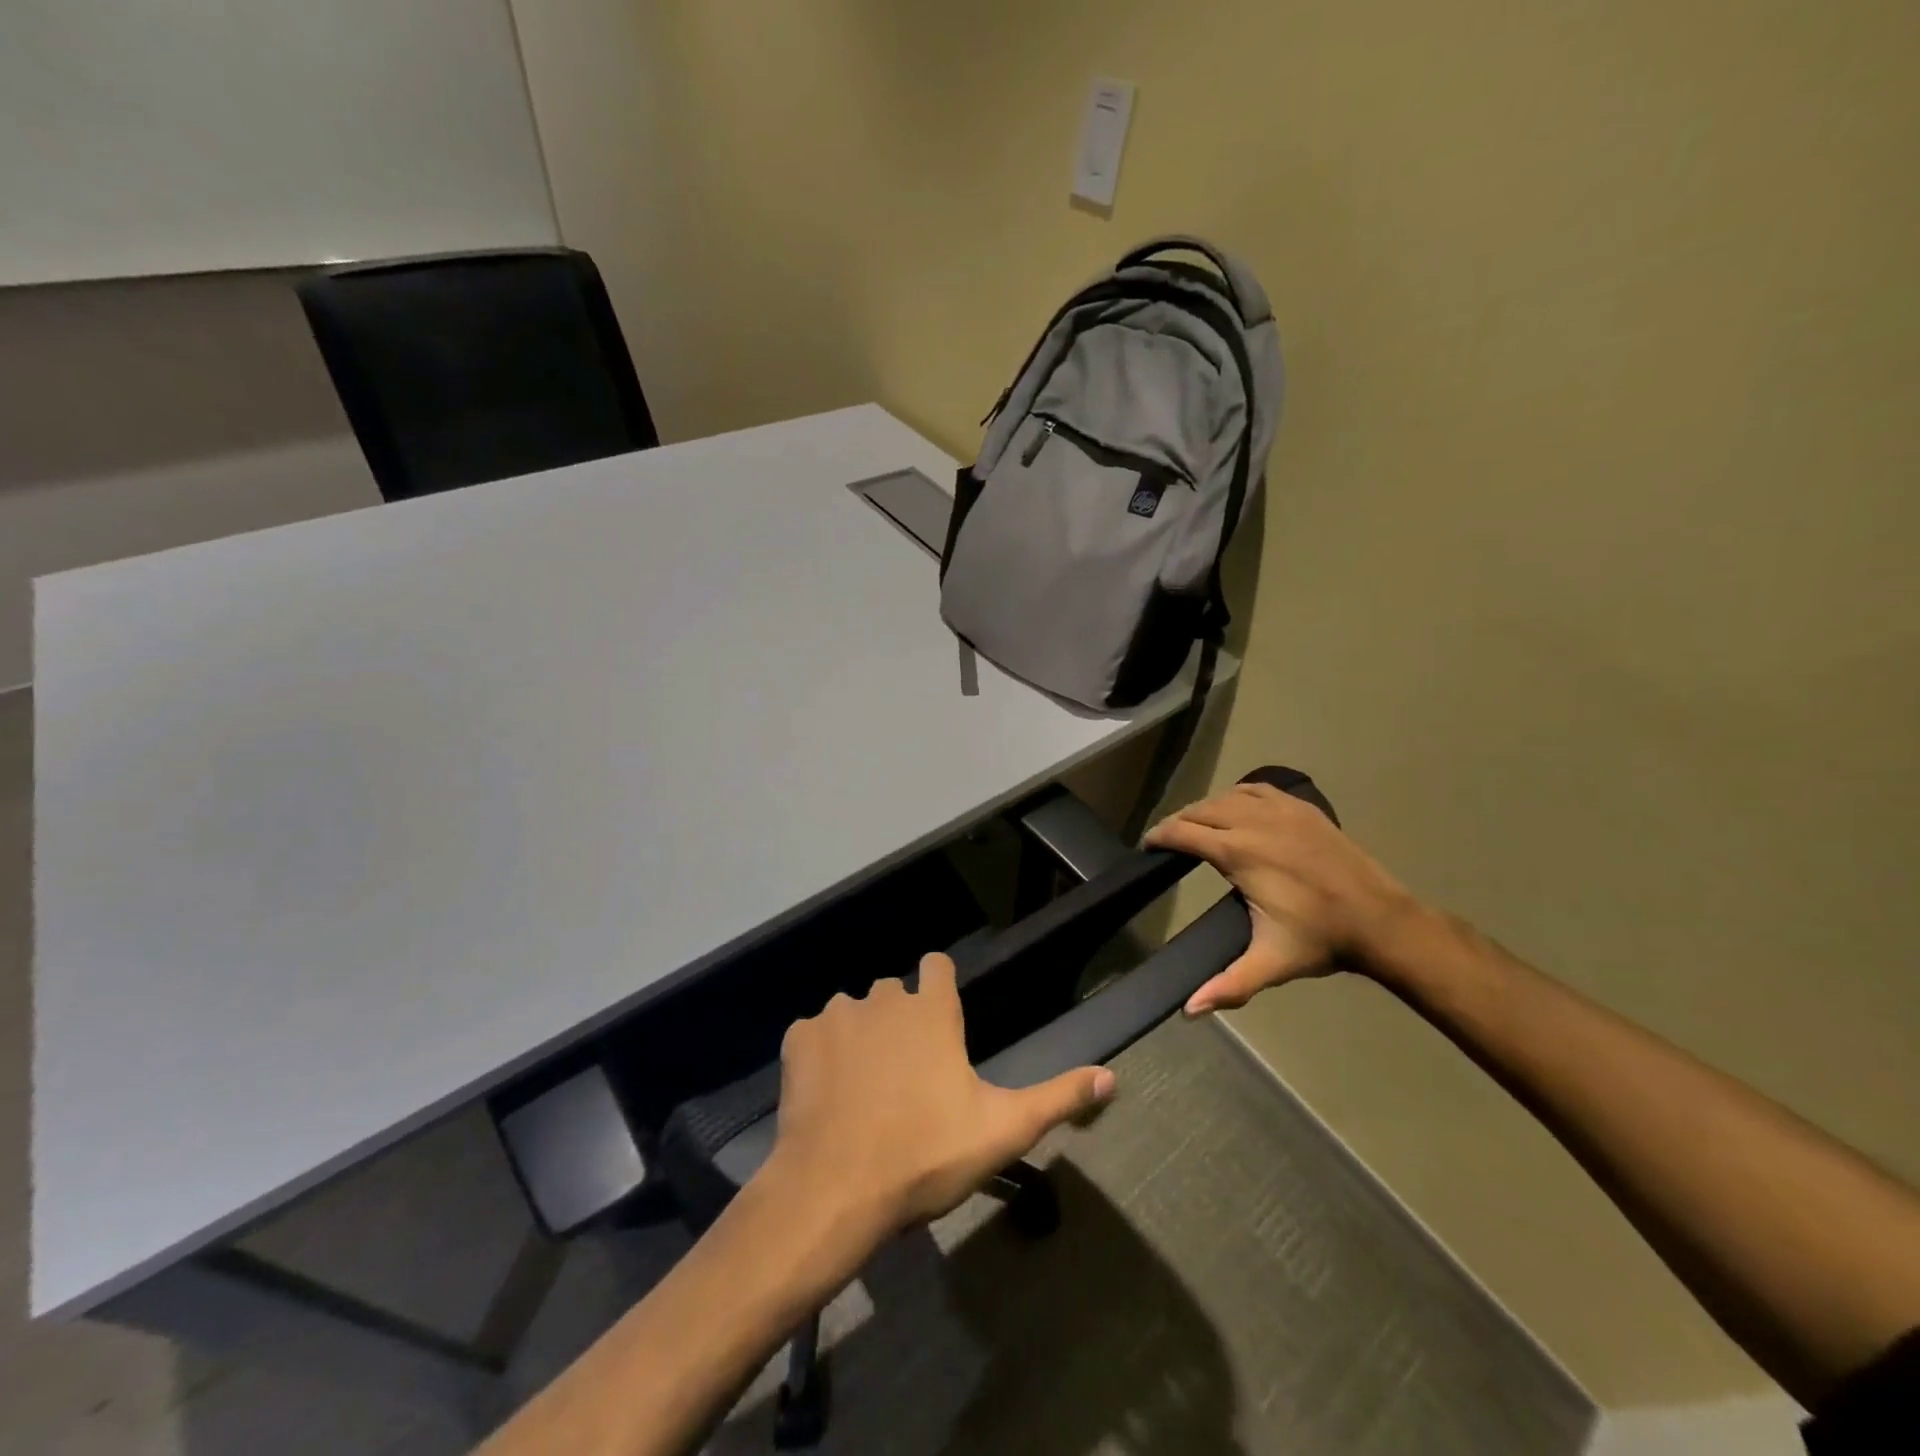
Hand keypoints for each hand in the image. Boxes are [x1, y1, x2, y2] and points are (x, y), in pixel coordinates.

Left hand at [760, 954, 1115, 1255]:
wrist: (834, 1189)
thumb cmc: (924, 1155)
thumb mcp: (1002, 1131)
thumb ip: (1057, 1098)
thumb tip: (1112, 1077)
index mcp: (931, 1011)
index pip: (938, 964)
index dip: (939, 983)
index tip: (941, 1016)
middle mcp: (884, 998)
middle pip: (893, 991)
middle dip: (899, 1019)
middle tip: (904, 1073)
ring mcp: (837, 1014)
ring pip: (852, 1011)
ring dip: (859, 1036)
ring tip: (862, 1088)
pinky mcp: (799, 1038)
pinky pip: (813, 1033)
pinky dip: (820, 1054)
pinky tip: (826, 1095)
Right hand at [1146, 780, 1421, 1013]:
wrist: (1382, 921)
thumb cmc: (1321, 939)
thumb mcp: (1271, 962)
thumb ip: (1228, 984)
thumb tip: (1188, 1010)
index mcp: (1239, 852)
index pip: (1183, 832)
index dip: (1159, 836)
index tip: (1147, 846)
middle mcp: (1255, 821)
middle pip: (1200, 809)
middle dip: (1178, 822)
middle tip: (1167, 840)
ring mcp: (1282, 810)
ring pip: (1227, 796)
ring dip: (1206, 808)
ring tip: (1197, 826)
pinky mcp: (1303, 807)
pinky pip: (1257, 789)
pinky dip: (1237, 795)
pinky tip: (1237, 808)